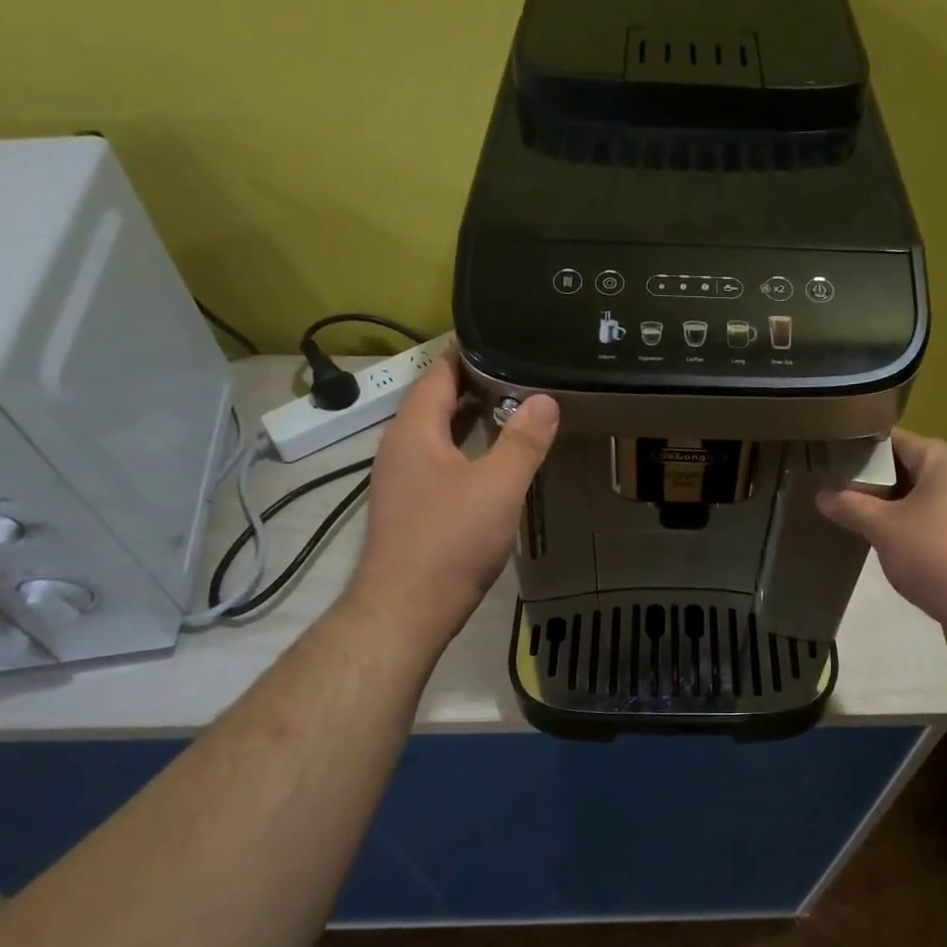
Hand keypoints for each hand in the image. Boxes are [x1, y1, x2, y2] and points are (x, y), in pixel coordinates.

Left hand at [348, 351, 557, 648]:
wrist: (407, 608)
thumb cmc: (451, 540)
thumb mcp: (498, 486)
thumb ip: (523, 441)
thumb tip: (546, 399)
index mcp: (415, 431)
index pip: (437, 374)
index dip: (466, 353)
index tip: (498, 338)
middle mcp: (400, 448)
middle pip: (434, 402)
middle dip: (473, 385)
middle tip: (518, 372)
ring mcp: (401, 479)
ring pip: (436, 435)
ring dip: (468, 419)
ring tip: (511, 408)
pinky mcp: (410, 507)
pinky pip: (438, 461)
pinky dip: (463, 449)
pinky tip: (490, 462)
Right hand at [816, 428, 946, 634]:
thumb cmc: (936, 555)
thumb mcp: (884, 529)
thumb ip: (850, 506)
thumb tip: (821, 495)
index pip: (895, 441)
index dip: (861, 452)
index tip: (832, 465)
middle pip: (910, 465)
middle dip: (876, 482)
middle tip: (840, 495)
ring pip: (925, 491)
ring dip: (894, 503)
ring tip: (859, 517)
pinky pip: (940, 511)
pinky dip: (915, 519)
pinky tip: (892, 538)